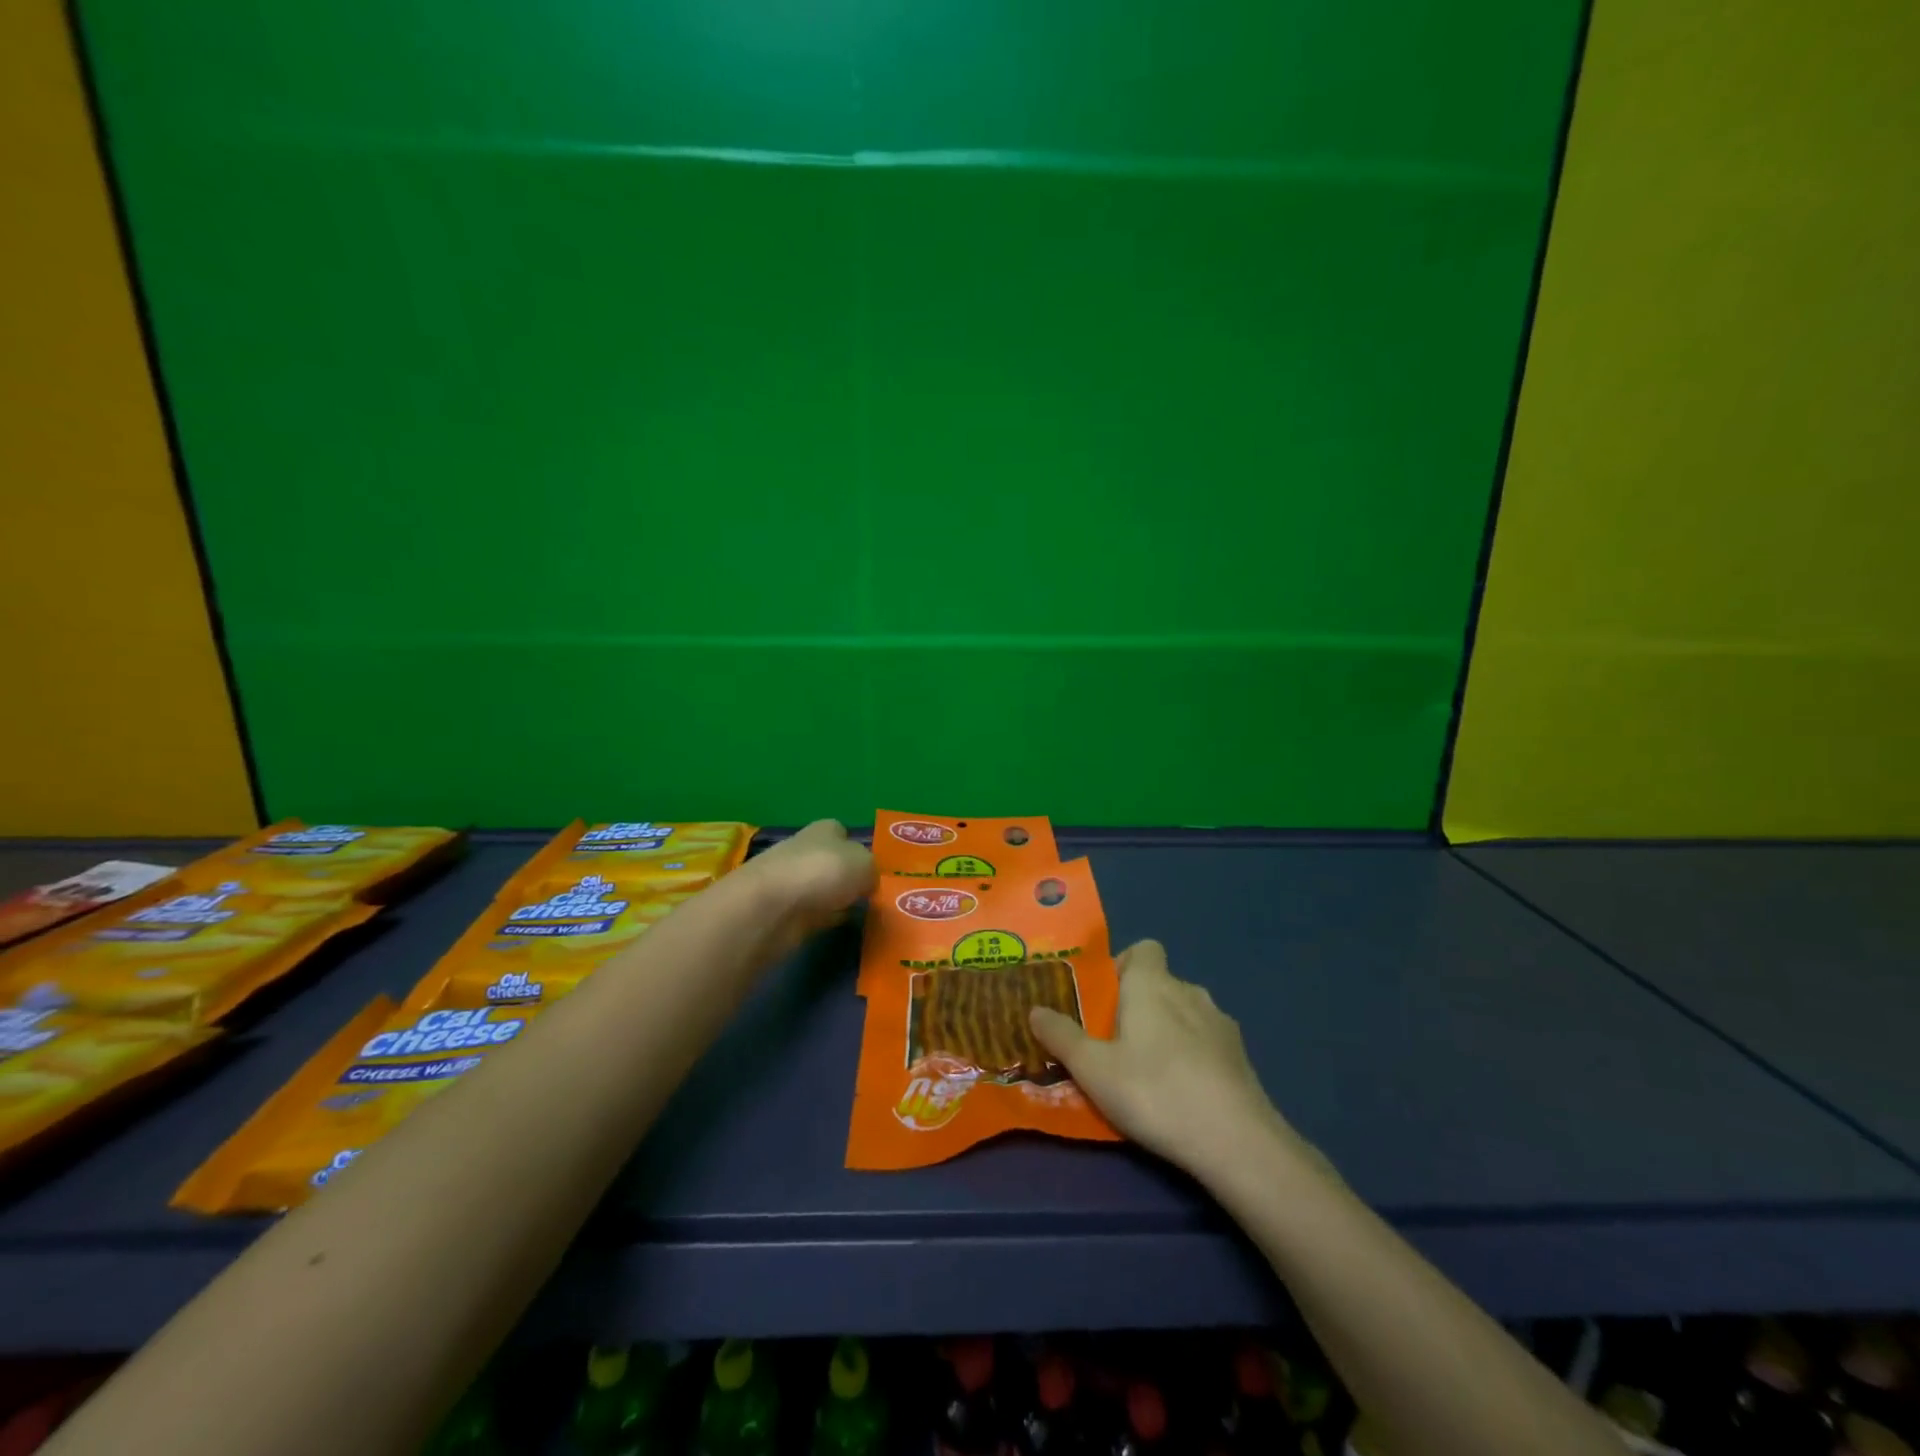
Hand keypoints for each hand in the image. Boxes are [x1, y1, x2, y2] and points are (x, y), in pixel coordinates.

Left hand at [737, 820, 874, 958]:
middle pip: (831, 862)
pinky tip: (838, 928)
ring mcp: (790, 882)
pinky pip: (812, 913)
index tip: (872, 870)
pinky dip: (823, 920)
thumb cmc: (821, 872)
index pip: (841, 832)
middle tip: (870, 896)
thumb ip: (871, 870)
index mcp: (824, 830)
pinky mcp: (782, 912)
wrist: (770, 908)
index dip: (856, 849)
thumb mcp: (865, 864)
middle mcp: (804, 850)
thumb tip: (866, 882)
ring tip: (860, 915)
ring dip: (835, 900)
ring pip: (821, 888)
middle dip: (846, 877)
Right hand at [1029, 940, 1296, 1180]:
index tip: (1104, 1000)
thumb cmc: (1154, 1091)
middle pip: (1160, 983)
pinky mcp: (1241, 1056)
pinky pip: (1207, 1042)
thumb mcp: (1093, 1069)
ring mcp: (1220, 1023)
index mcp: (1152, 984)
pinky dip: (1193, 1056)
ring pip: (1185, 1013)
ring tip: (1148, 1073)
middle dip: (1138, 1006)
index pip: (1143, 948)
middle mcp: (1189, 991)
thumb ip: (1061, 1036)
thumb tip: (1034, 1009)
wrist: (1236, 1141)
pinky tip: (1183, 1093)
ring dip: (1167, 1031)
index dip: (1123, 966)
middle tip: (1114, 1044)